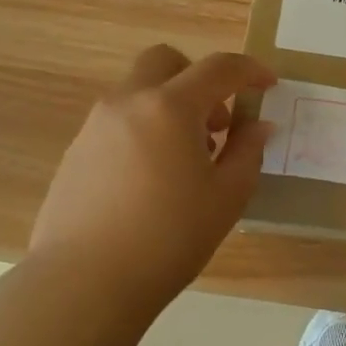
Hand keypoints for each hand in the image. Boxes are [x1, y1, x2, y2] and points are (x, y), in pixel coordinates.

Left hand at [28, 45, 275, 313]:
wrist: (82, 285)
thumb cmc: (167, 239)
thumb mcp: (226, 197)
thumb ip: (247, 151)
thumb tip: (258, 126)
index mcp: (170, 107)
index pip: (219, 68)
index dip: (250, 70)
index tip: (269, 85)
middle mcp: (129, 103)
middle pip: (165, 61)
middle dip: (198, 77)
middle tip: (217, 121)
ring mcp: (96, 125)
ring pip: (139, 91)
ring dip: (170, 106)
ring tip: (186, 160)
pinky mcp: (76, 152)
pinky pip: (119, 121)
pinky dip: (144, 129)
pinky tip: (152, 179)